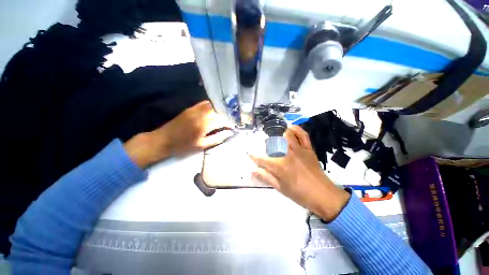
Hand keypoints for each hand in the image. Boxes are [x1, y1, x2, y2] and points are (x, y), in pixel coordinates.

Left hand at [125, 101, 232, 167]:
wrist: (163, 140)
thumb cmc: (183, 146)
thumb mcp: (202, 145)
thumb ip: (217, 138)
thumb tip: (230, 133)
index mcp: (205, 125)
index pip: (222, 120)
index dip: (229, 123)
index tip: (233, 127)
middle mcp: (201, 114)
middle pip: (219, 111)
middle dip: (226, 116)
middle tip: (229, 122)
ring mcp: (195, 109)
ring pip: (212, 106)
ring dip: (219, 111)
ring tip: (223, 117)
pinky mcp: (190, 108)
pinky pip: (204, 104)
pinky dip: (211, 107)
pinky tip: (213, 112)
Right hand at [250, 125, 349, 221]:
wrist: (323, 196)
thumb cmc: (300, 194)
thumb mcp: (280, 188)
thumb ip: (266, 177)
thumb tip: (252, 171)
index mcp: (280, 166)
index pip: (262, 159)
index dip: (254, 157)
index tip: (250, 155)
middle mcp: (288, 154)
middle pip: (274, 142)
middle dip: (267, 142)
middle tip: (265, 146)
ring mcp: (300, 150)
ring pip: (287, 134)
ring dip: (279, 132)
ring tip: (275, 135)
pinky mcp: (309, 149)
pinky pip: (303, 135)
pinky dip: (296, 129)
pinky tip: (290, 128)